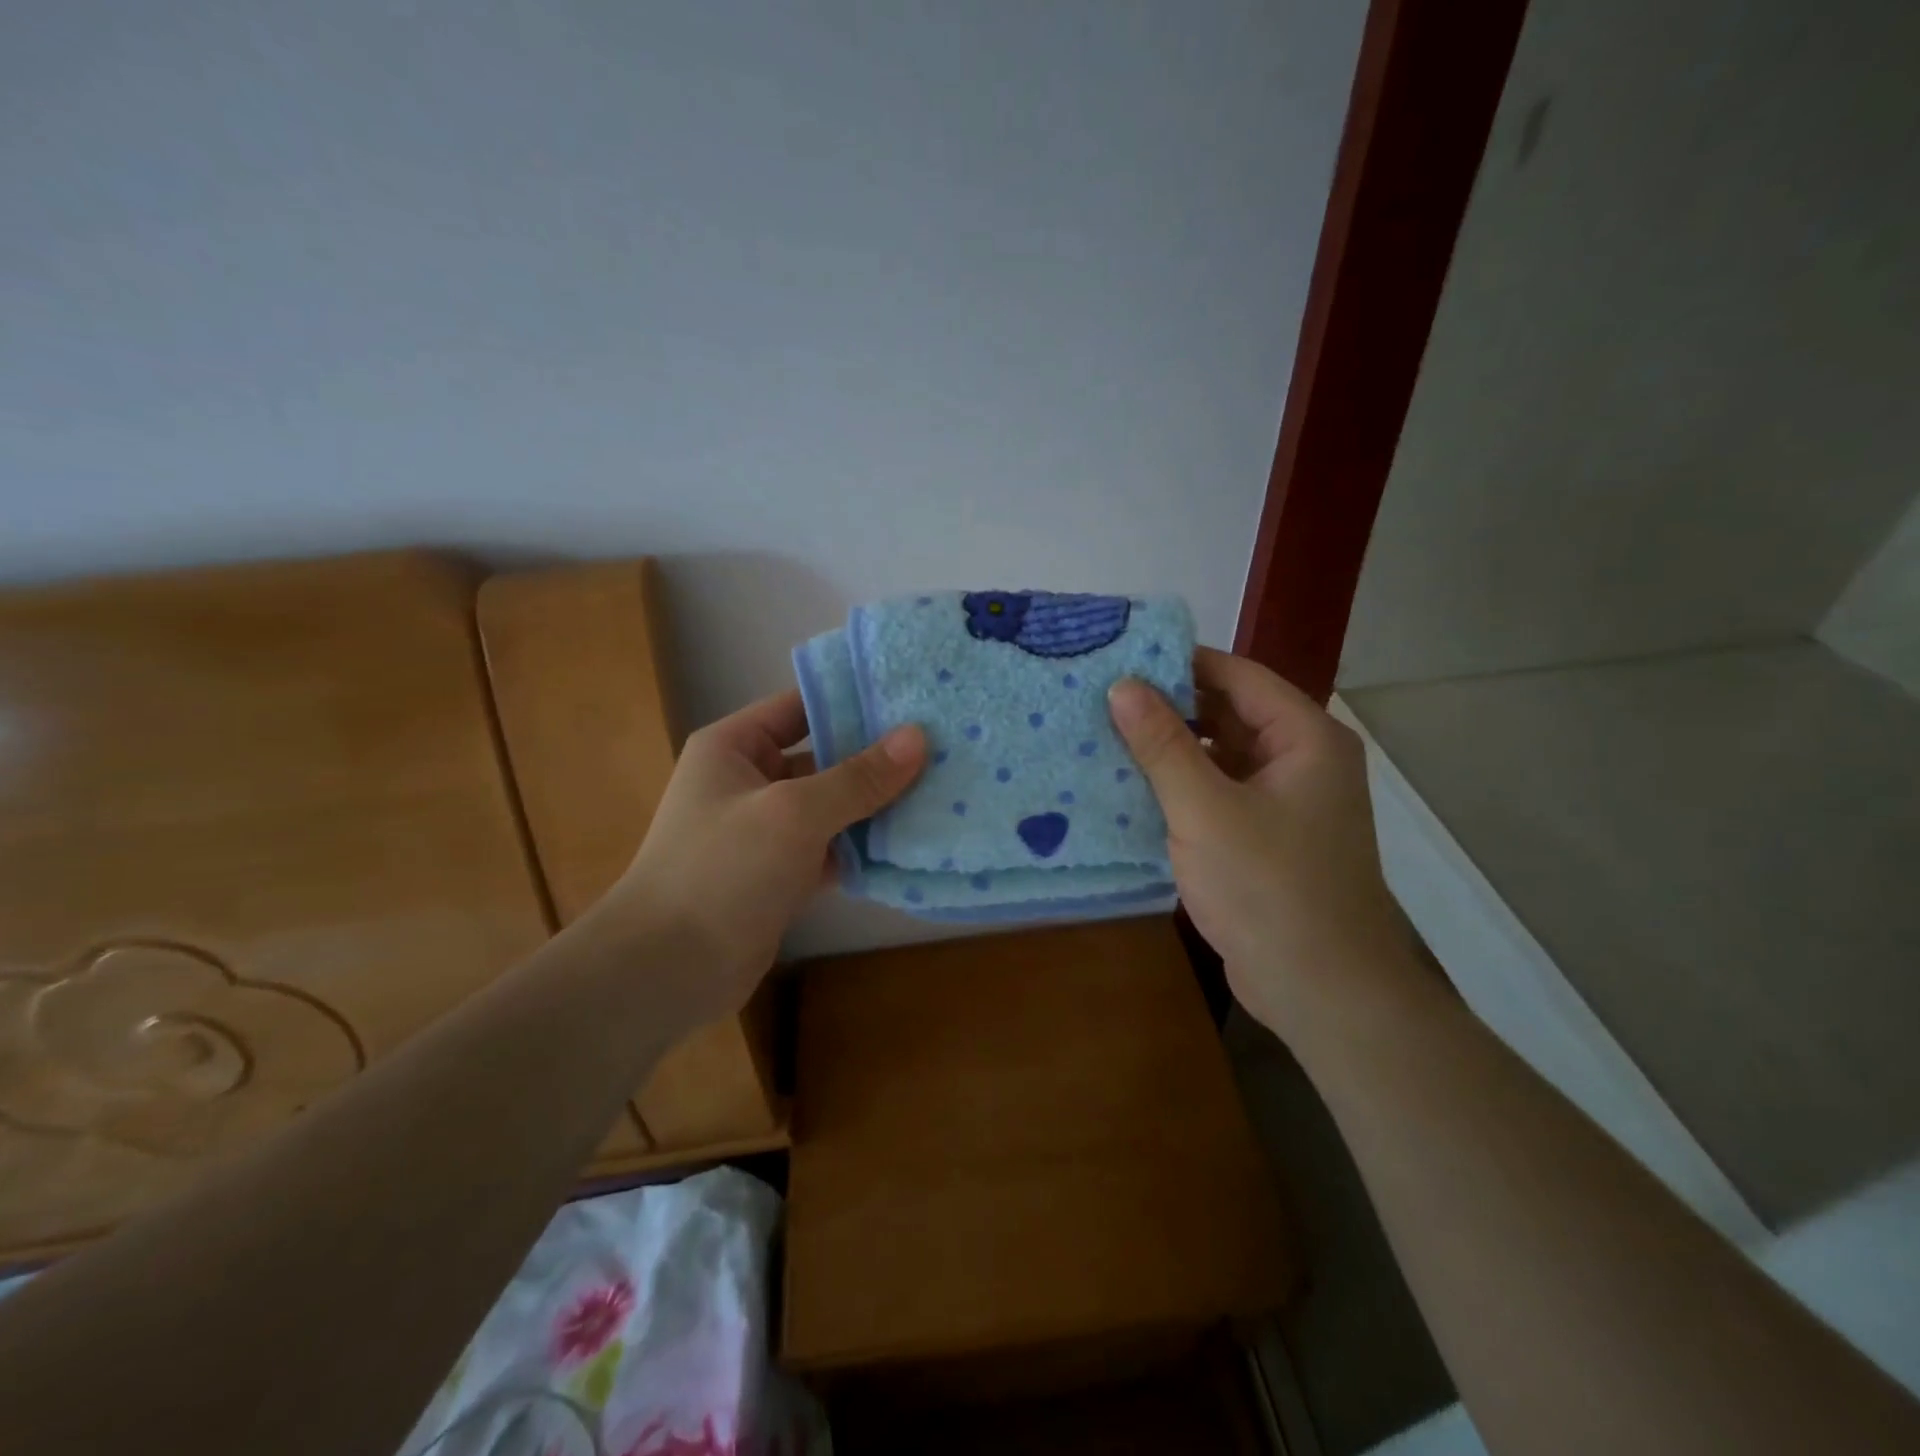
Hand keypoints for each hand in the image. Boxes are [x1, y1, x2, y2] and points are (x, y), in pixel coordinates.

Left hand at [600, 689, 924, 1023]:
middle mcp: (749, 781)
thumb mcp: (794, 812)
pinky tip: (913, 842)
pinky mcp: (781, 875)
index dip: (853, 700)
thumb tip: (918, 737)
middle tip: (942, 747)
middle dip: (876, 757)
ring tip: (941, 790)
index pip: (801, 706)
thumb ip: (857, 777)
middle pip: (823, 757)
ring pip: (831, 806)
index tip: (913, 700)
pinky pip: (831, 849)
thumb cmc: (723, 870)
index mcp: (734, 747)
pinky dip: (864, 848)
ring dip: (876, 805)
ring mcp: (765, 831)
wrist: (667, 969)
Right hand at [1108, 648, 1407, 1030]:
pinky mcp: (1265, 837)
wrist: (1321, 991)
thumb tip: (1122, 685)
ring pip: (1219, 755)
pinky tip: (1130, 787)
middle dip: (1168, 706)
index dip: (1178, 662)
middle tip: (1100, 698)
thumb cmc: (1268, 889)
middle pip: (1228, 713)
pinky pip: (1218, 793)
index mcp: (1304, 738)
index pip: (1237, 675)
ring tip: (1104, 735)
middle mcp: (1300, 760)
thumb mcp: (1205, 810)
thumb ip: (1162, 744)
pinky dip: (1180, 787)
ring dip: (1170, 749)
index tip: (1118, 659)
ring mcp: (1284, 802)